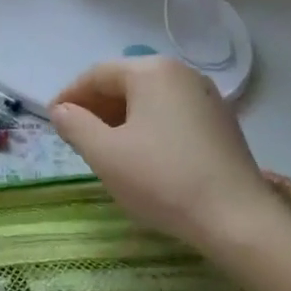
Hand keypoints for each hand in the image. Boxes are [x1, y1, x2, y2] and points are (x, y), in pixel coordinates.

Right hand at [50, 57, 290, 248]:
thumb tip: (61, 110)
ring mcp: (206, 96)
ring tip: (105, 149)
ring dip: (121, 119)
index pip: (97, 75)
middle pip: (126, 83)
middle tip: (76, 137)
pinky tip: (142, 156)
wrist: (236, 219)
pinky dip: (149, 127)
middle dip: (96, 107)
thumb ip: (75, 125)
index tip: (54, 121)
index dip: (70, 96)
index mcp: (151, 71)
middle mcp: (182, 73)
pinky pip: (172, 114)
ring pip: (150, 100)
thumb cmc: (162, 179)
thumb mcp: (105, 154)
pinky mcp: (221, 122)